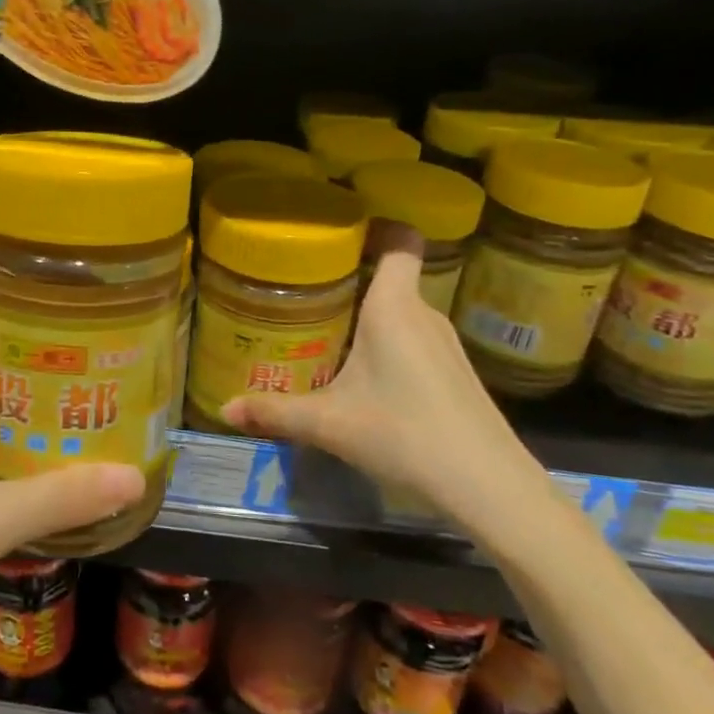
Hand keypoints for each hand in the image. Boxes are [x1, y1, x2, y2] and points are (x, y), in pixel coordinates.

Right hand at [219, 235, 551, 530]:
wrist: (489, 487)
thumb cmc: (404, 434)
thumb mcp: (328, 424)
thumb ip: (274, 411)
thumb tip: (224, 408)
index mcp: (394, 307)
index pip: (400, 240)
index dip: (376, 227)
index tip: (339, 234)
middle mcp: (424, 314)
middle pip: (391, 278)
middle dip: (351, 280)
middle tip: (306, 293)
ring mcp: (446, 345)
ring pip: (402, 312)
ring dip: (369, 317)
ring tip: (327, 333)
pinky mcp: (456, 373)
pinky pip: (415, 339)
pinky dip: (389, 344)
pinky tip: (366, 378)